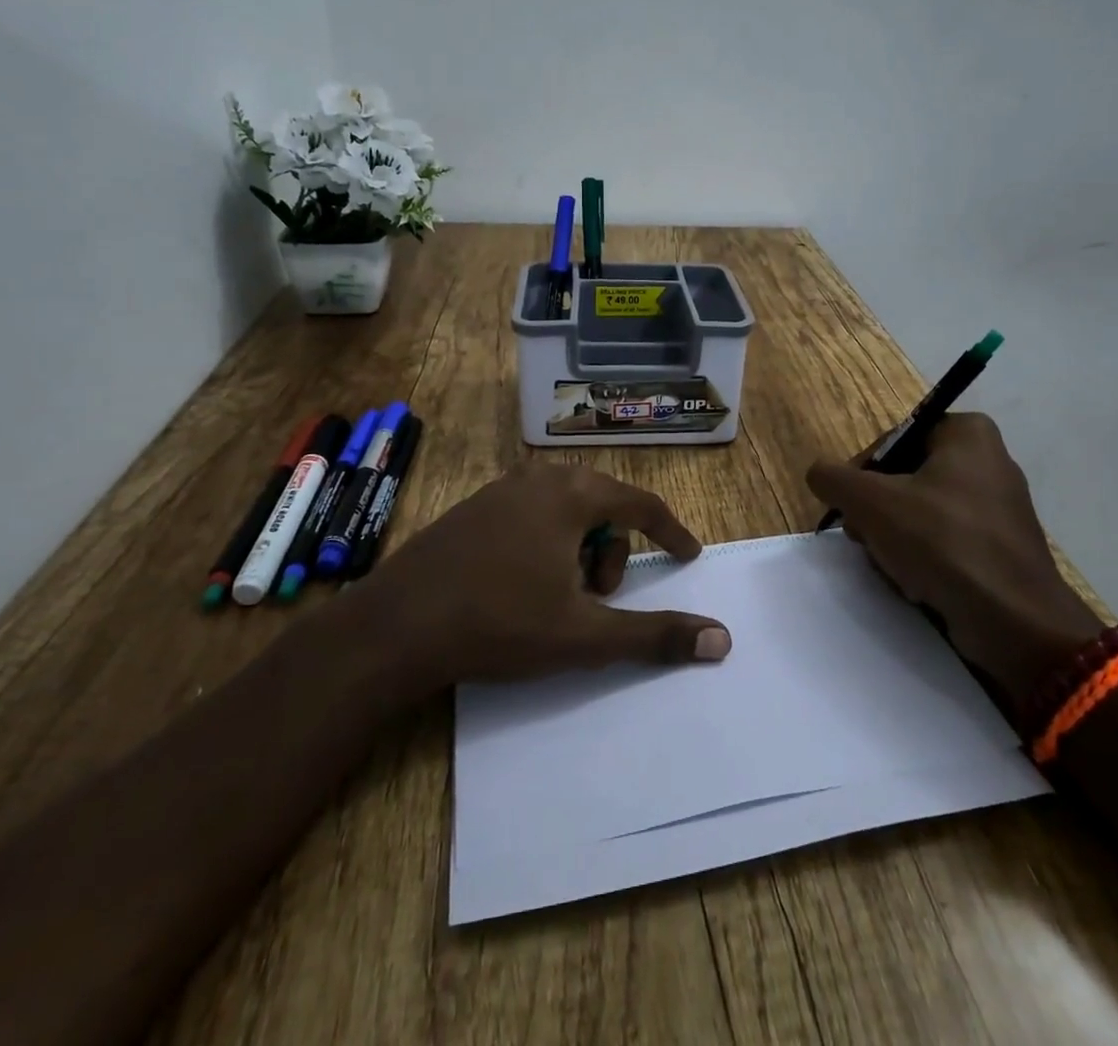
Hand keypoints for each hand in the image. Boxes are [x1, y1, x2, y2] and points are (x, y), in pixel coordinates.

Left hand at [363, 461, 730, 686]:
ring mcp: (502, 489)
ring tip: (558, 597)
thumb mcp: (584, 635)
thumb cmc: (500, 622)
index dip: (671, 532)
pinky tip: (522, 584)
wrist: (396, 626)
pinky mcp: (474, 508)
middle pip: (604, 507)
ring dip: (580, 551)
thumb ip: (655, 635)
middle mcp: (540, 477)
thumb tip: (721, 639)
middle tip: (597, 599)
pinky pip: (533, 515)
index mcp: (572, 494)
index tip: (688, 556)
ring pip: (567, 511)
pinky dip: (547, 544)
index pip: (641, 504)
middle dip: (614, 553)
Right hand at [806, 413, 1101, 708]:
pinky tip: (919, 584)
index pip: (892, 442)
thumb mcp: (871, 503)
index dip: (862, 475)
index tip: (852, 509)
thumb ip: (833, 479)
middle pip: (904, 479)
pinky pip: (948, 542)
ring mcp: (999, 507)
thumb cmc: (943, 543)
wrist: (1015, 622)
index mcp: (967, 433)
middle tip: (868, 539)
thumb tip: (819, 474)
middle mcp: (988, 461)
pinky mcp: (1003, 548)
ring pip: (921, 514)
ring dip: (896, 540)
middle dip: (879, 513)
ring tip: (895, 567)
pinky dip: (926, 560)